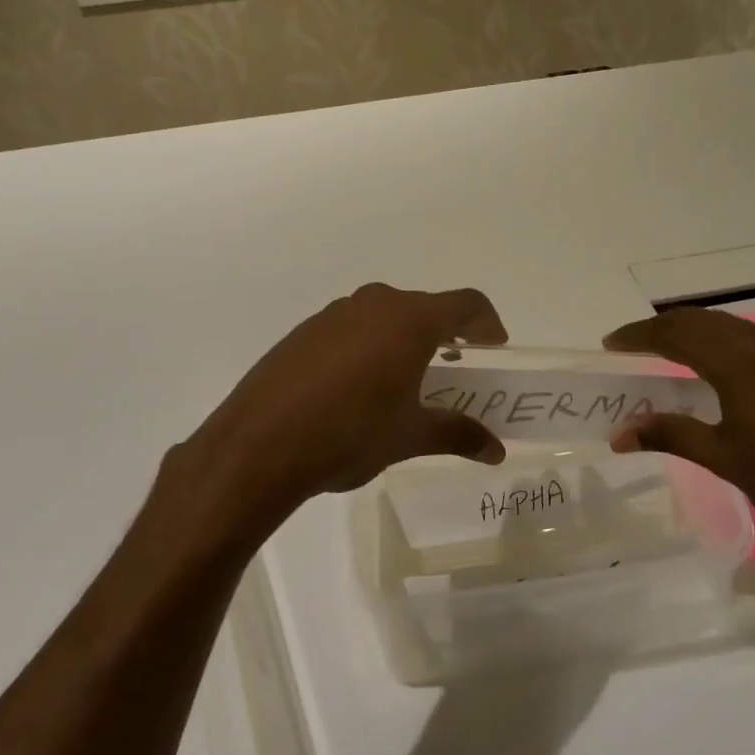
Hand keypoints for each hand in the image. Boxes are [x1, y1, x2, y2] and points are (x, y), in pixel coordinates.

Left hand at [160, 284, 509, 547]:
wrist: (258, 444)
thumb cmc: (349, 433)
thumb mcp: (410, 436)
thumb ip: (458, 434)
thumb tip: (496, 451)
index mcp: (409, 320)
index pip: (466, 303)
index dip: (487, 323)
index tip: (494, 349)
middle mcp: (374, 304)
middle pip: (424, 308)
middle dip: (446, 335)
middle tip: (455, 369)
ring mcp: (334, 314)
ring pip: (385, 316)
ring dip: (405, 340)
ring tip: (406, 382)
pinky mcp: (304, 331)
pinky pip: (351, 328)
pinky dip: (369, 347)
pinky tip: (358, 388)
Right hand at [602, 309, 754, 559]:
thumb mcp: (724, 459)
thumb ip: (670, 435)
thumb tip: (618, 434)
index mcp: (738, 362)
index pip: (675, 333)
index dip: (638, 335)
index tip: (611, 344)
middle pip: (703, 320)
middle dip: (663, 328)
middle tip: (635, 346)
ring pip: (732, 326)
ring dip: (696, 332)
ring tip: (673, 353)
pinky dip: (726, 342)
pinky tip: (726, 370)